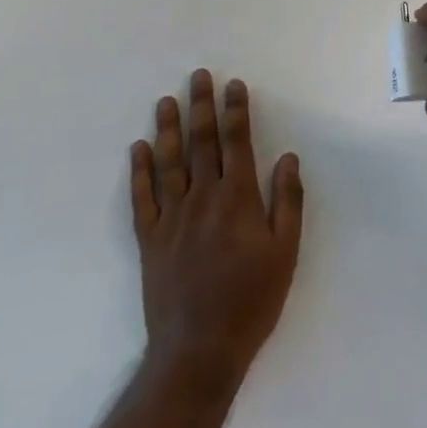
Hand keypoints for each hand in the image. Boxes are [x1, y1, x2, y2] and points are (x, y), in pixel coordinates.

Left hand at [131, 70, 304, 386]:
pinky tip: (138, 149)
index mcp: (238, 199)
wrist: (198, 350)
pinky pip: (141, 198)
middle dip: (201, 106)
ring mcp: (171, 218)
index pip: (236, 142)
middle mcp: (202, 199)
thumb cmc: (252, 300)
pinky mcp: (149, 240)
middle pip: (201, 143)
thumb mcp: (286, 252)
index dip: (235, 110)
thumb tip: (288, 157)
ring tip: (166, 101)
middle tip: (198, 76)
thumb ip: (287, 201)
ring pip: (168, 163)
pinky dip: (139, 171)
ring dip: (168, 129)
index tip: (234, 84)